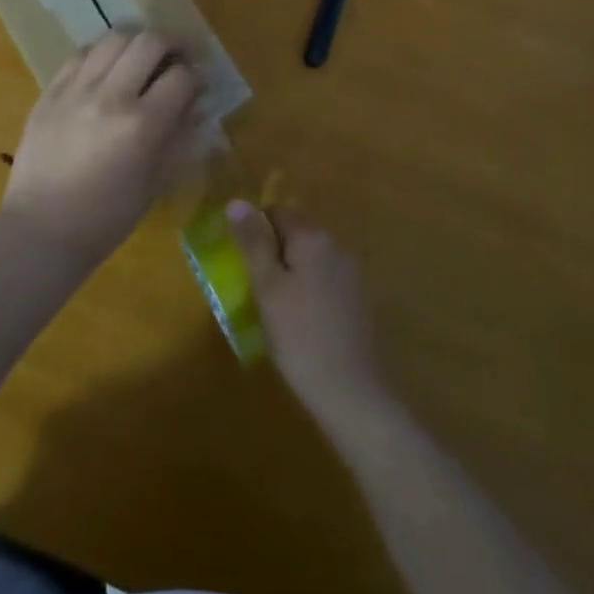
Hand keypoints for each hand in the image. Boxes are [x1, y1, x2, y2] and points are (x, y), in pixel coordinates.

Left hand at [1, 30, 200, 265]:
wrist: (41, 231)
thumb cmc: (107, 217)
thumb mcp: (156, 182)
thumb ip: (180, 137)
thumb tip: (198, 105)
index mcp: (142, 125)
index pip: (181, 77)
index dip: (196, 76)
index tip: (197, 84)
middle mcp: (111, 96)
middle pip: (150, 41)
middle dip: (172, 44)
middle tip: (175, 58)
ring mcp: (76, 89)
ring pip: (114, 37)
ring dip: (137, 40)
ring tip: (141, 56)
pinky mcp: (50, 91)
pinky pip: (81, 53)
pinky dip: (102, 52)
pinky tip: (107, 68)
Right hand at [227, 202, 389, 427]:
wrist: (352, 392)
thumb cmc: (300, 336)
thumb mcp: (267, 288)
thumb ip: (253, 243)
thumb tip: (236, 201)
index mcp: (312, 238)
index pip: (278, 212)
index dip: (255, 228)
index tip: (239, 257)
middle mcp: (336, 246)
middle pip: (297, 234)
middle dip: (273, 251)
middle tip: (251, 284)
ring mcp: (351, 274)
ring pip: (311, 259)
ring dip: (290, 272)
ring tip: (272, 306)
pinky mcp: (357, 301)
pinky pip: (325, 281)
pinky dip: (308, 290)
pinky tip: (299, 321)